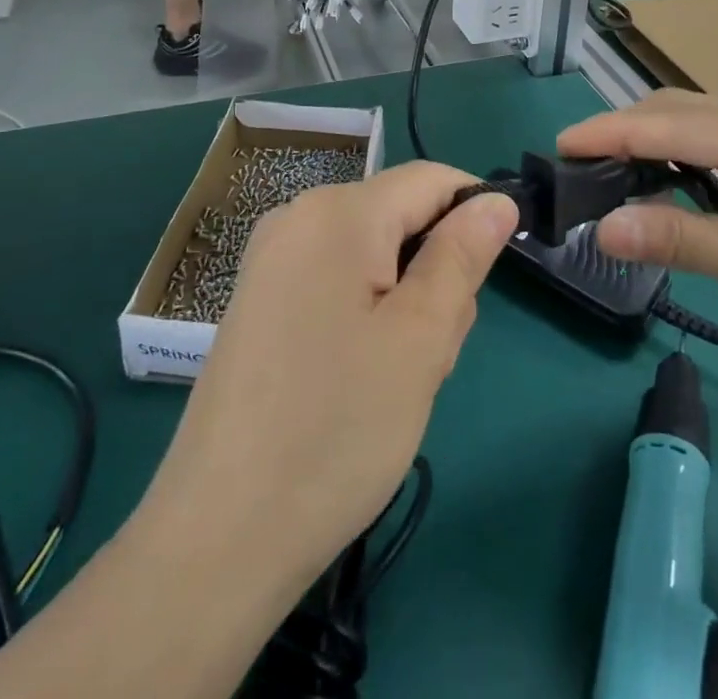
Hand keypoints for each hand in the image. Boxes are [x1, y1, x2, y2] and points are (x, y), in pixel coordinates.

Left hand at [145, 162, 516, 585]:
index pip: (431, 180)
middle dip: (433, 273)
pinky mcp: (259, 298)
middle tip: (430, 354)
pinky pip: (336, 279)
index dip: (474, 216)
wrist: (220, 535)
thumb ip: (462, 256)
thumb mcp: (420, 338)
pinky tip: (357, 376)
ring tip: (393, 378)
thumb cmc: (336, 429)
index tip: (488, 281)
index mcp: (339, 212)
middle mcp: (298, 216)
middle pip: (400, 218)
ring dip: (402, 302)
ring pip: (373, 254)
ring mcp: (271, 258)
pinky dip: (364, 313)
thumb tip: (497, 200)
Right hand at [559, 91, 717, 395]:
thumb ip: (680, 239)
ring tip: (600, 169)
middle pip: (687, 112)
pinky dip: (676, 163)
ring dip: (649, 144)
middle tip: (573, 163)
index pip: (681, 123)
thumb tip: (601, 228)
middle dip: (627, 131)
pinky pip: (717, 153)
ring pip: (699, 128)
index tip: (561, 145)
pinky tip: (652, 180)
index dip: (616, 131)